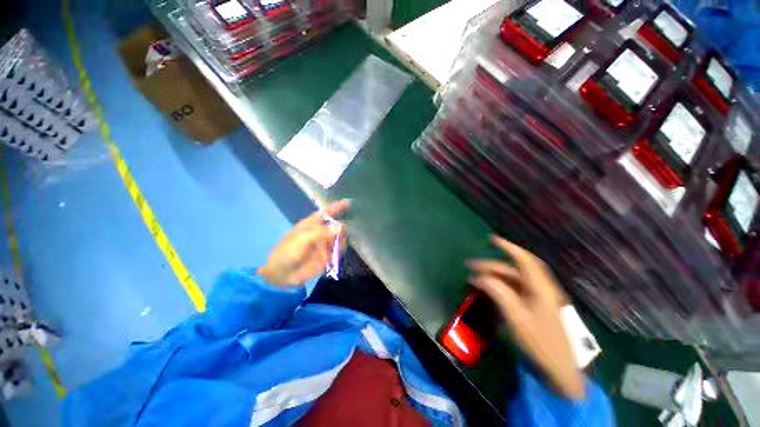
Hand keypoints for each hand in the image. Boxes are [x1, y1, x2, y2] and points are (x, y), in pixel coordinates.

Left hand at [257, 200, 349, 286]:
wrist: (282, 274)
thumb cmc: (288, 252)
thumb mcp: (303, 238)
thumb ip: (322, 231)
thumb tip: (341, 225)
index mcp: (312, 224)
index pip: (327, 212)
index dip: (337, 207)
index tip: (349, 202)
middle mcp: (321, 232)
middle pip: (337, 224)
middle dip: (342, 226)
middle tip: (342, 233)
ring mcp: (325, 243)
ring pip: (340, 237)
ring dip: (342, 239)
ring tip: (337, 245)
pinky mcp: (328, 255)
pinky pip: (339, 250)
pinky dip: (341, 250)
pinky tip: (336, 253)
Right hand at [467, 236, 584, 399]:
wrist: (560, 372)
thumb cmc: (541, 344)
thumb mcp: (517, 318)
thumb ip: (499, 295)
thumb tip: (480, 278)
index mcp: (541, 288)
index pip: (524, 260)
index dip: (508, 247)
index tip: (491, 239)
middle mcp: (540, 289)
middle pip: (514, 270)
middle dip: (491, 266)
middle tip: (470, 266)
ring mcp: (538, 299)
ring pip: (513, 280)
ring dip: (494, 277)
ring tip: (474, 279)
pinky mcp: (535, 307)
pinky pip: (515, 291)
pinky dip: (500, 288)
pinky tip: (488, 291)